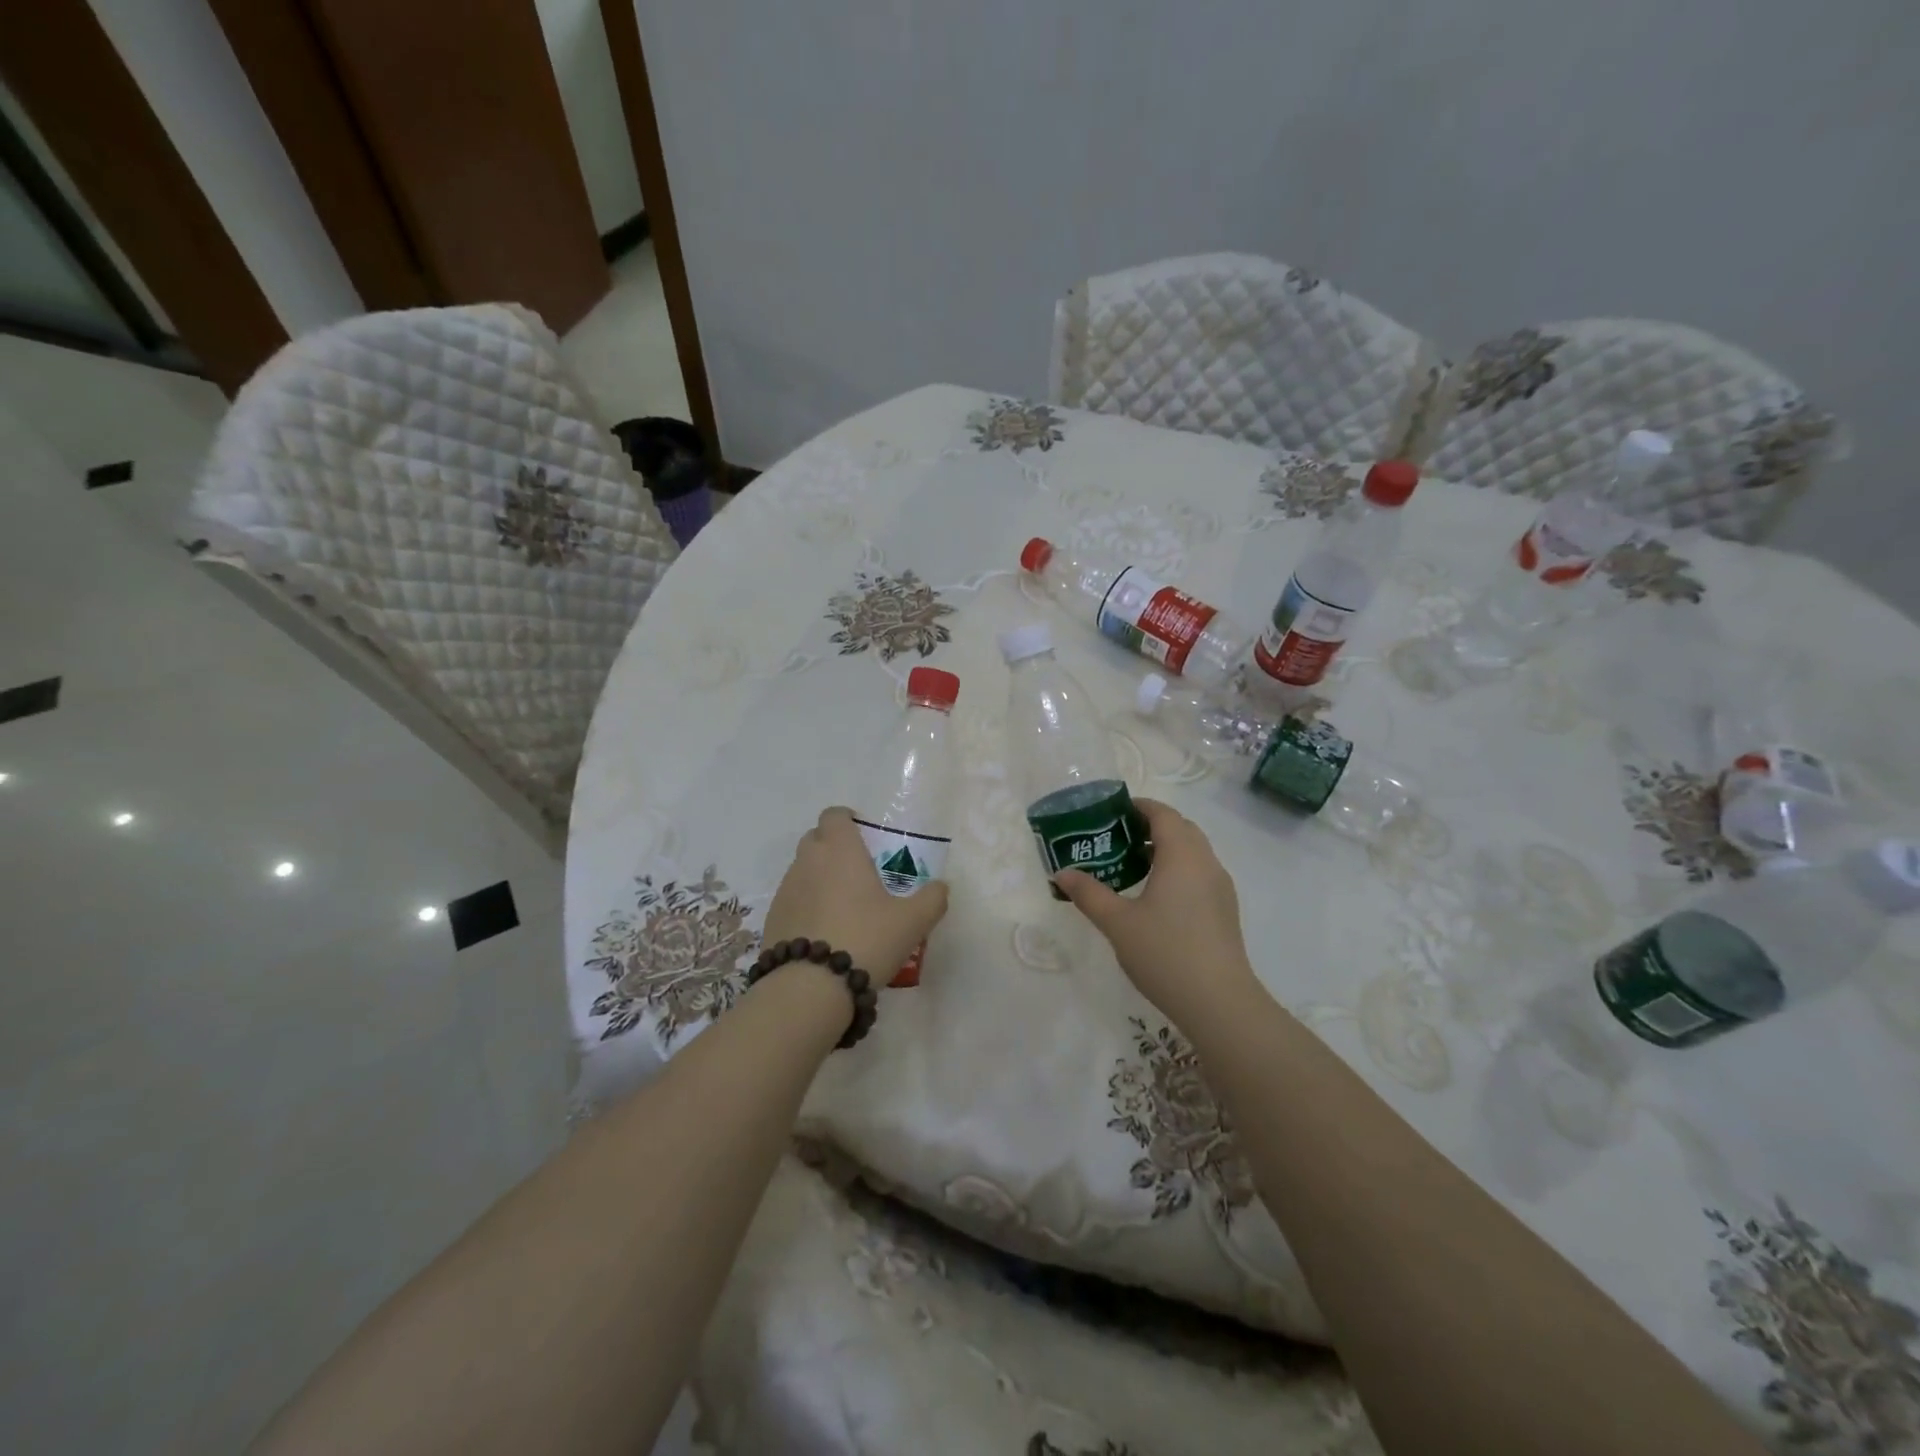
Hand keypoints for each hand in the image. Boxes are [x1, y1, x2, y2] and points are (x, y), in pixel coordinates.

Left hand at [761, 807, 949, 980]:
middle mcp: (808, 861)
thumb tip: (941, 887)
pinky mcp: (773, 917)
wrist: (810, 987)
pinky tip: (824, 931)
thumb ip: (932, 899)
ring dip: (820, 877)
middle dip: (834, 847)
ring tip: (844, 907)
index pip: (834, 815)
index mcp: (840, 850)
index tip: (864, 835)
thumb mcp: (912, 921)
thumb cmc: (866, 939)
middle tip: (858, 871)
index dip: (848, 820)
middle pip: (816, 838)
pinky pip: (792, 899)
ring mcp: (785, 889)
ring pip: (803, 870)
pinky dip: (806, 905)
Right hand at [1054, 798, 1260, 1031]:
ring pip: (1193, 852)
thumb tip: (1061, 873)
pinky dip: (1177, 870)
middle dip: (1149, 826)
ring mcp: (1220, 887)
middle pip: (1180, 828)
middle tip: (1116, 839)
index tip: (1111, 814)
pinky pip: (1199, 873)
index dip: (1138, 807)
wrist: (1219, 1002)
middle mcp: (1206, 862)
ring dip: (1165, 849)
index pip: (1163, 814)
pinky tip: (1155, 898)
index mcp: (1182, 855)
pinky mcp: (1225, 910)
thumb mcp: (1117, 922)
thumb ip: (1088, 893)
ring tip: (1131, 867)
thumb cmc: (1165, 952)